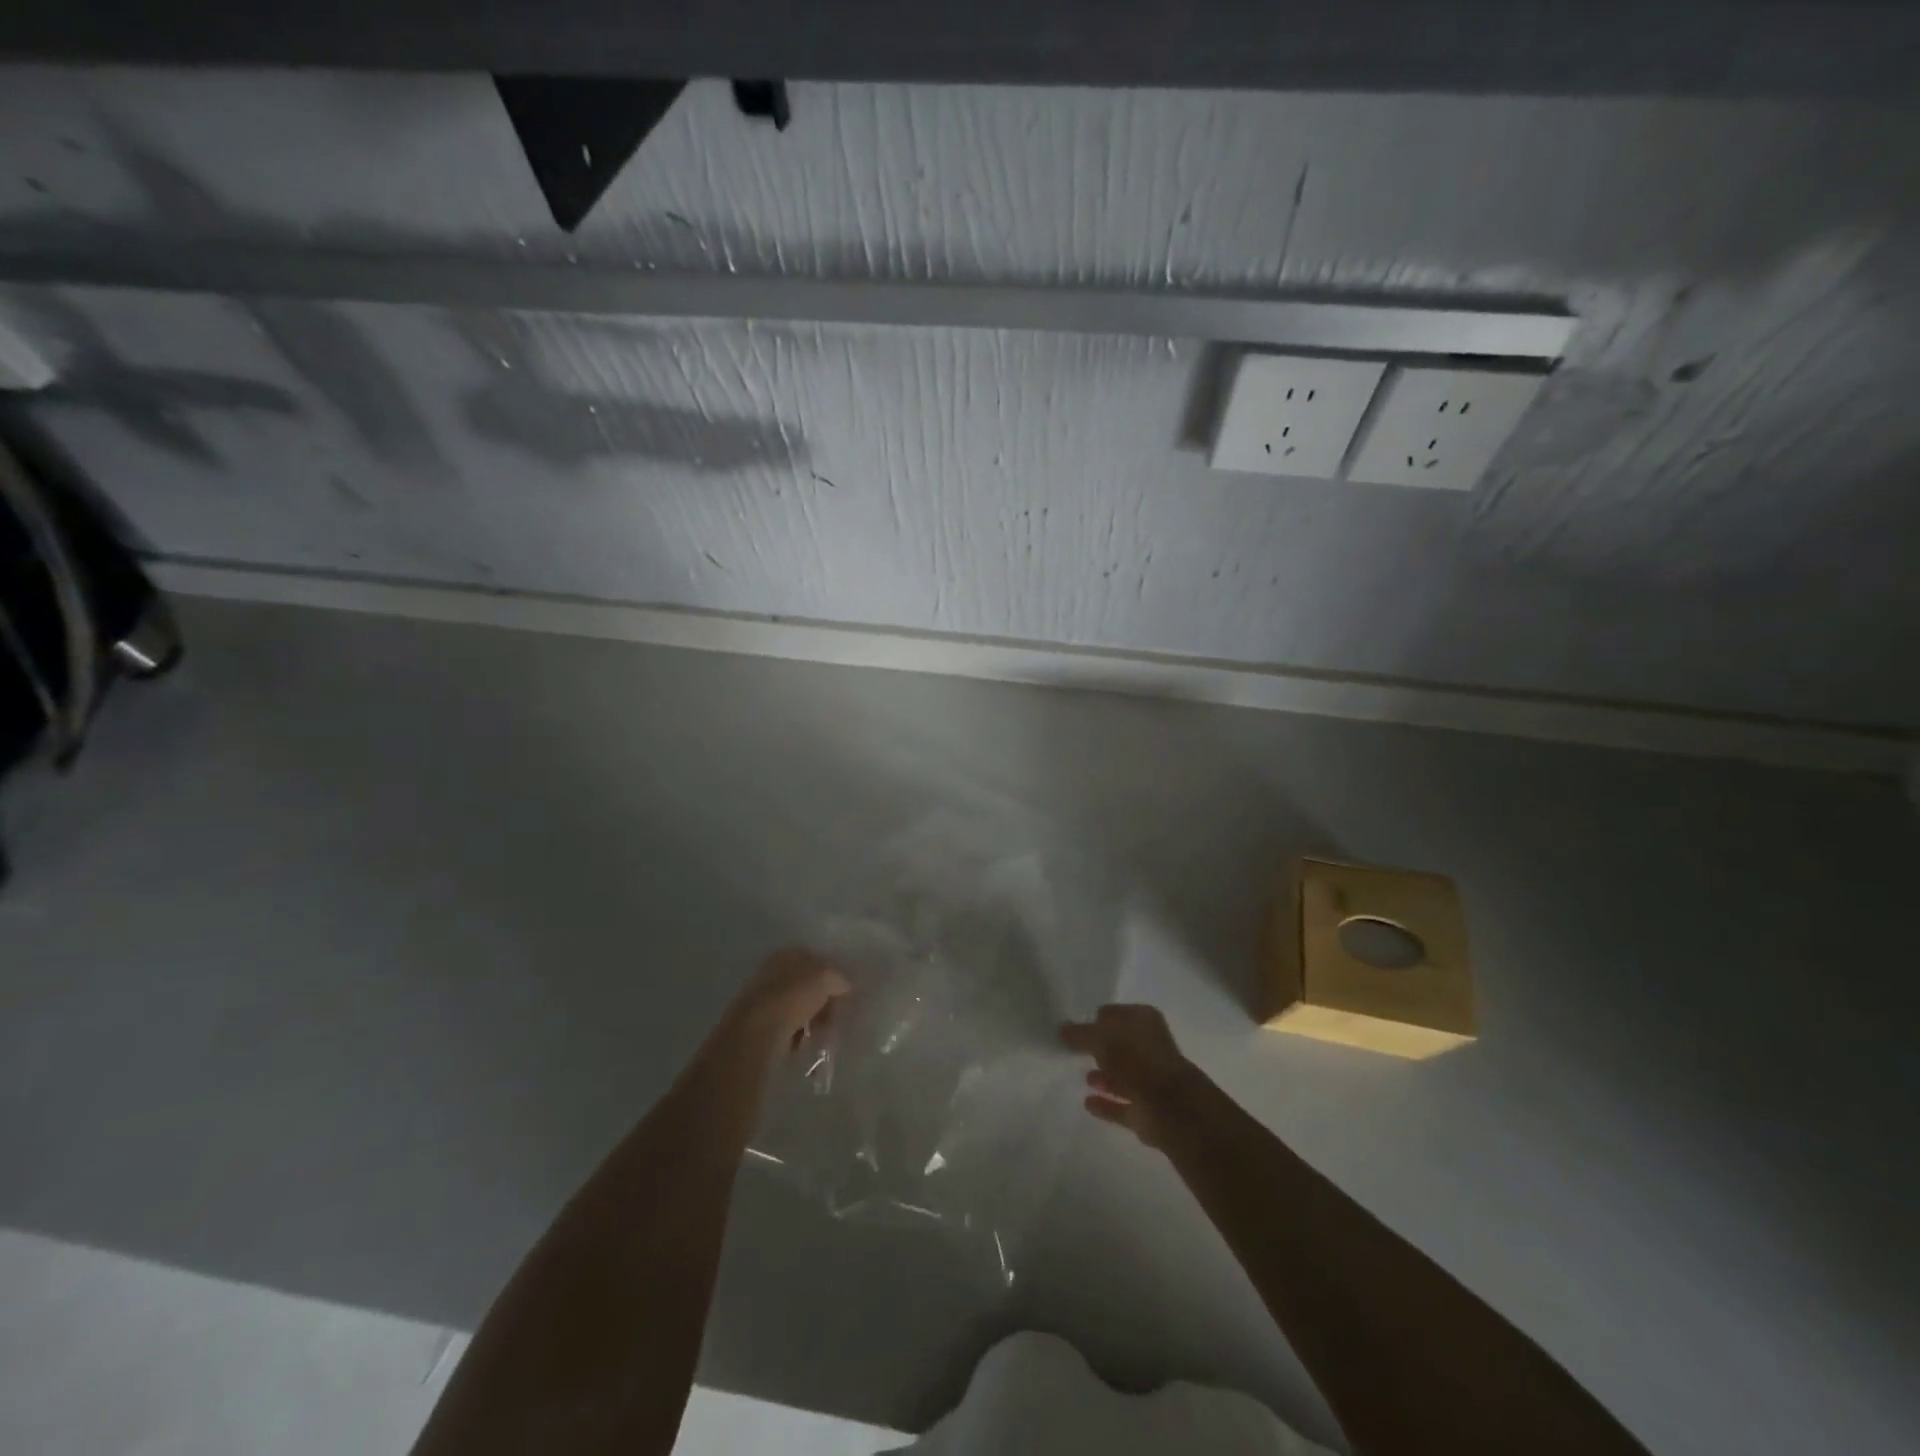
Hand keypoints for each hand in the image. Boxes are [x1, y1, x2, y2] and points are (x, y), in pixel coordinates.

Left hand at [732, 946, 850, 1049]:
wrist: (756, 1031)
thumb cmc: (793, 996)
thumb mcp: (826, 977)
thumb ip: (839, 978)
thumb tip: (845, 985)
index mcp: (786, 954)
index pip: (815, 960)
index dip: (832, 975)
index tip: (844, 993)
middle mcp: (772, 972)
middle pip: (806, 986)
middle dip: (823, 1001)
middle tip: (834, 1017)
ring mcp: (763, 999)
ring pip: (797, 1008)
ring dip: (811, 1020)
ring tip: (821, 1034)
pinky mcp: (758, 1025)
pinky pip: (786, 1027)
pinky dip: (797, 1035)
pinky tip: (803, 1043)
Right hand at [1061, 1003, 1202, 1148]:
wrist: (1170, 1107)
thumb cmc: (1136, 1059)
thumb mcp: (1101, 1038)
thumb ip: (1081, 1034)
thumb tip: (1062, 1029)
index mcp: (1144, 1022)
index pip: (1116, 1014)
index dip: (1098, 1019)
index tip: (1076, 1025)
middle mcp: (1149, 1048)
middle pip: (1119, 1045)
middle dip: (1101, 1048)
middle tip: (1074, 1049)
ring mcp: (1149, 1081)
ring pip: (1121, 1075)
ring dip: (1104, 1076)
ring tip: (1082, 1075)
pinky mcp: (1146, 1111)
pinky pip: (1120, 1104)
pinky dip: (1106, 1103)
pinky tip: (1087, 1102)